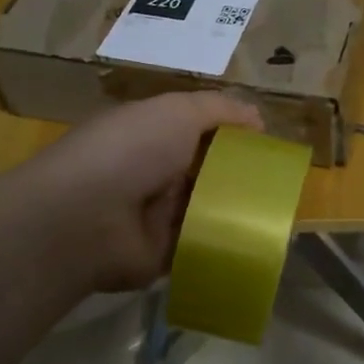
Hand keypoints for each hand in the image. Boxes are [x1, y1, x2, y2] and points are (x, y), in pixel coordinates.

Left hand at [13, 92, 261, 291]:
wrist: (85, 219)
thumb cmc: (130, 151)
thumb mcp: (177, 111)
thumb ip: (218, 109)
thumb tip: (257, 117)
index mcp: (151, 135)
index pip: (198, 130)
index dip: (232, 134)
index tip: (267, 143)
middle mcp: (152, 173)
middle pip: (205, 171)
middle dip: (239, 174)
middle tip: (279, 180)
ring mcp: (155, 216)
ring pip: (207, 208)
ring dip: (235, 209)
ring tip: (278, 211)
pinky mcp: (162, 254)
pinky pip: (201, 245)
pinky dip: (224, 243)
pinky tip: (258, 241)